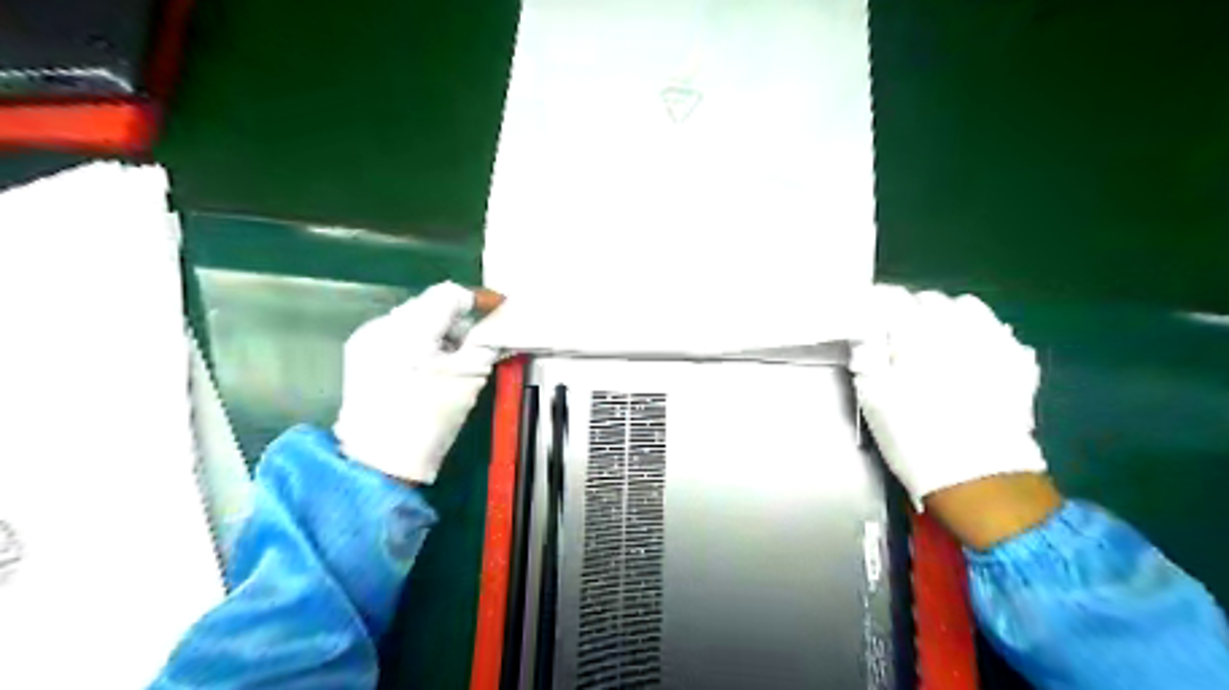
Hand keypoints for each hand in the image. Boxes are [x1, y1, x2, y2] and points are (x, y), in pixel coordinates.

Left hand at [335, 281, 501, 485]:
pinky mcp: (360, 354)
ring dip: (439, 332)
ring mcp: (367, 338)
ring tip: (454, 360)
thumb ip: (487, 342)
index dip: (478, 299)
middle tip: (479, 343)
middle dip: (458, 319)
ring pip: (414, 319)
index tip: (500, 309)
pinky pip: (398, 335)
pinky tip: (428, 368)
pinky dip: (419, 343)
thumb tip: (499, 323)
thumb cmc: (430, 418)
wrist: (379, 462)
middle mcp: (383, 324)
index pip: (449, 294)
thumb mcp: (470, 377)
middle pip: (431, 304)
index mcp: (410, 327)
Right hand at [857, 288, 1046, 531]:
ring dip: (946, 317)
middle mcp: (959, 328)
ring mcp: (994, 343)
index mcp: (917, 334)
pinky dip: (980, 335)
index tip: (865, 317)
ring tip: (934, 340)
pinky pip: (997, 333)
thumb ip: (866, 356)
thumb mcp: (872, 398)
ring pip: (967, 309)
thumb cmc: (914, 438)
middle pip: (930, 300)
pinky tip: (971, 355)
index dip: (874, 304)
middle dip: (910, 311)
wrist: (977, 479)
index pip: (892, 299)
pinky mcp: (1018, 363)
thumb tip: (864, 331)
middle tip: (895, 335)